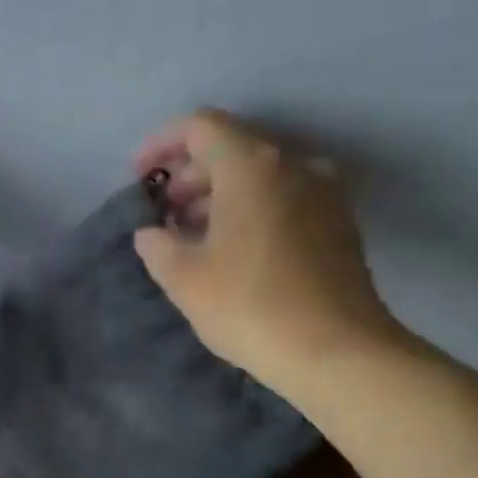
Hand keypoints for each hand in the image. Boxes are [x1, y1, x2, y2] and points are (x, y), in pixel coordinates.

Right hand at [132, 110, 405, 398]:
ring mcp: (323, 192)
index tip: (139, 176)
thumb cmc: (249, 306)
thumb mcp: (184, 278)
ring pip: (259, 175)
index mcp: (251, 166)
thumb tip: (152, 232)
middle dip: (189, 174)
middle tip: (162, 214)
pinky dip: (250, 209)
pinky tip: (232, 249)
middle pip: (231, 147)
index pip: (200, 126)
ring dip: (219, 194)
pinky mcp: (338, 222)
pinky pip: (283, 197)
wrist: (336, 350)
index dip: (161, 144)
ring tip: (192, 235)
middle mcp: (293, 165)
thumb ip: (158, 245)